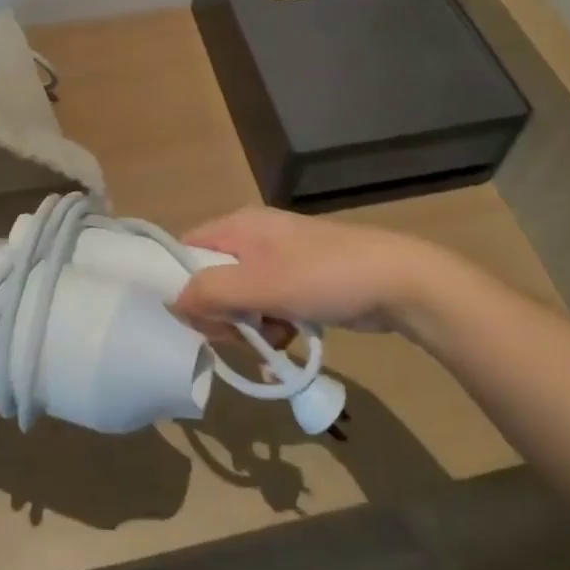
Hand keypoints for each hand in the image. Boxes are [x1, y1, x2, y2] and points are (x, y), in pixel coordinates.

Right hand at [170, 206, 449, 332]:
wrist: (396, 281)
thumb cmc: (322, 276)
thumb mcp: (260, 285)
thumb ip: (211, 292)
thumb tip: (173, 302)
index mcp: (239, 226)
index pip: (189, 248)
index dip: (182, 283)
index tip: (191, 320)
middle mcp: (254, 237)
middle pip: (213, 277)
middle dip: (220, 313)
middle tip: (236, 338)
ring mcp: (280, 260)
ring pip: (242, 298)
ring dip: (249, 326)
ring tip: (269, 342)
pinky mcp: (301, 282)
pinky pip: (270, 306)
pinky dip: (273, 327)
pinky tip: (287, 343)